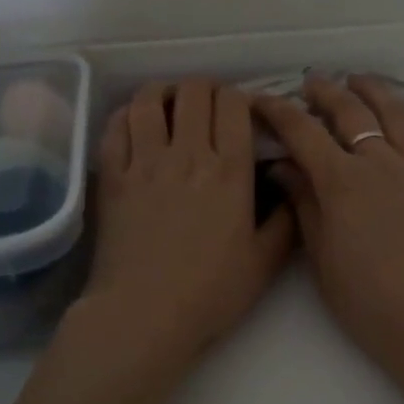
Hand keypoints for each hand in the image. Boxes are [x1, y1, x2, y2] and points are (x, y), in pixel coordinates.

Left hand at [74, 79, 294, 376]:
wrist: (144, 315)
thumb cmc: (210, 292)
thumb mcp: (265, 262)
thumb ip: (285, 221)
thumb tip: (291, 186)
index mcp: (230, 171)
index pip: (234, 104)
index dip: (238, 97)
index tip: (241, 111)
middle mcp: (188, 154)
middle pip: (194, 91)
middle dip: (205, 88)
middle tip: (208, 105)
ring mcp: (145, 162)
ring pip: (150, 99)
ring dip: (164, 92)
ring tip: (170, 104)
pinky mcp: (112, 175)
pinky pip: (116, 126)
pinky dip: (128, 114)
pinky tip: (136, 123)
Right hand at [253, 75, 403, 372]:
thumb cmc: (365, 298)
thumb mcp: (321, 254)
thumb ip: (304, 203)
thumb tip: (283, 167)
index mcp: (343, 180)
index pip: (304, 132)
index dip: (279, 111)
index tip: (260, 99)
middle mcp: (381, 164)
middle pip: (352, 113)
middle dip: (328, 92)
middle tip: (313, 82)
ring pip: (400, 117)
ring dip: (379, 93)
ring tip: (364, 81)